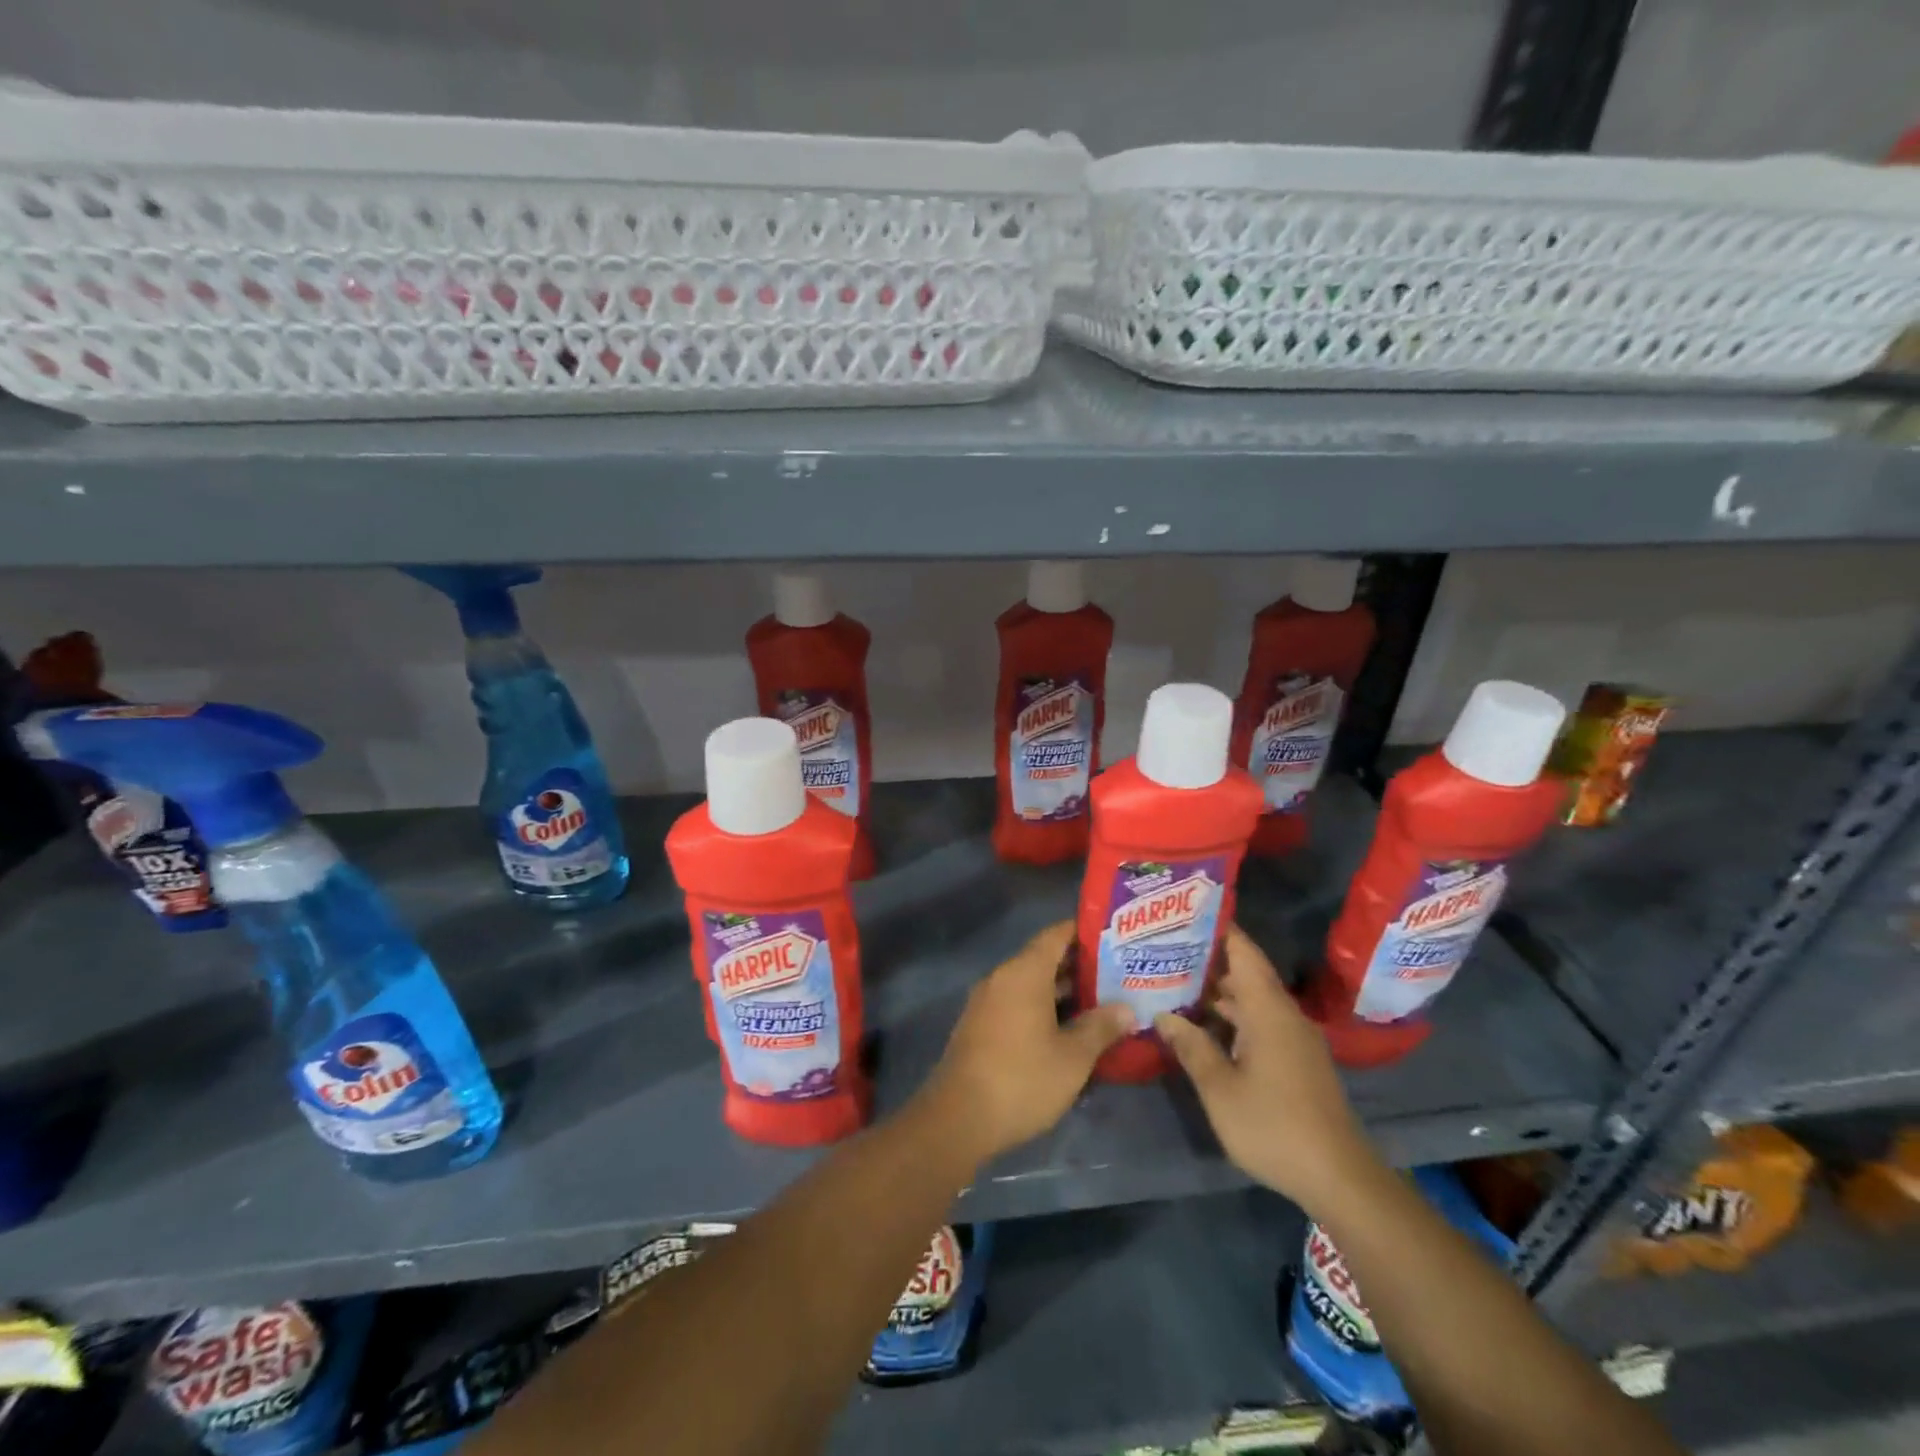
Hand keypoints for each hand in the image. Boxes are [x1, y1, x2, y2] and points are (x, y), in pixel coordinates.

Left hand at [916, 921, 1133, 1167]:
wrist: (958, 1118)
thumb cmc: (1022, 1079)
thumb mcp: (1073, 1057)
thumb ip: (1101, 1027)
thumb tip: (1126, 1009)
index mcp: (1024, 972)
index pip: (1057, 935)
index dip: (1085, 932)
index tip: (1115, 936)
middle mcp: (1002, 978)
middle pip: (1044, 959)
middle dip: (1080, 966)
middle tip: (1119, 974)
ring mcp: (987, 1002)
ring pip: (1031, 984)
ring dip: (1063, 992)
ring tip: (1102, 1002)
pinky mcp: (980, 1026)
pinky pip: (1017, 1004)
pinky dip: (1043, 1008)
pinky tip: (1068, 1030)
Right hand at [1155, 925, 1379, 1212]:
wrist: (1339, 1178)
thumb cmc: (1274, 1125)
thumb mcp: (1220, 1088)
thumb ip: (1191, 1046)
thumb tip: (1163, 1014)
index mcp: (1268, 1009)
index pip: (1243, 951)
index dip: (1217, 928)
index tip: (1184, 912)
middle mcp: (1284, 1014)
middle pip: (1245, 972)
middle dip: (1208, 959)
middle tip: (1166, 948)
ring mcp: (1295, 1038)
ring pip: (1252, 999)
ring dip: (1219, 991)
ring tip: (1176, 981)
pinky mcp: (1298, 1060)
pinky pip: (1261, 1021)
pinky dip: (1233, 1014)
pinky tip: (1206, 1025)